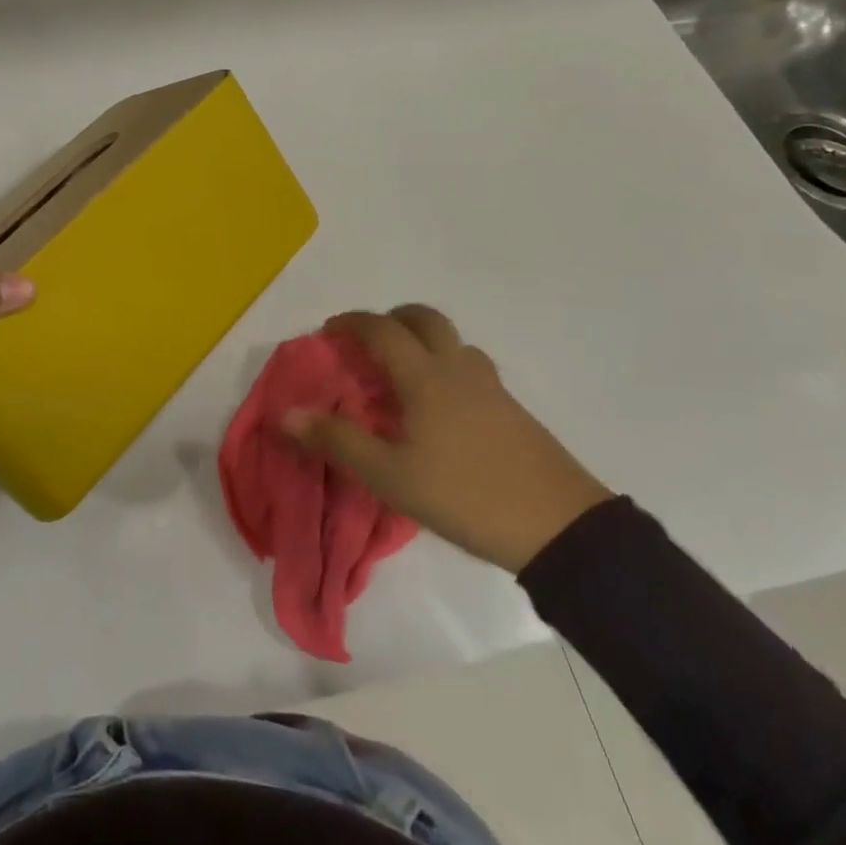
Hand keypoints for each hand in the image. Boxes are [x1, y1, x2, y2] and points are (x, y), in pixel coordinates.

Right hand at [282, 307, 612, 573]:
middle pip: (424, 319)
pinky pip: (470, 367)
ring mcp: (491, 387)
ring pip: (452, 341)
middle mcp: (457, 368)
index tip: (329, 332)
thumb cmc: (464, 494)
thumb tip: (286, 414)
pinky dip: (445, 366)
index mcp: (425, 376)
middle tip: (368, 341)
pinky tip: (440, 408)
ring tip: (403, 374)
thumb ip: (337, 440)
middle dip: (391, 318)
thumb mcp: (389, 475)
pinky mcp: (512, 410)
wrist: (559, 526)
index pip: (382, 329)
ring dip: (423, 341)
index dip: (352, 323)